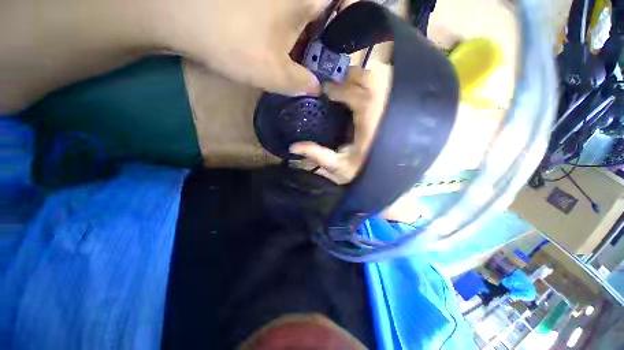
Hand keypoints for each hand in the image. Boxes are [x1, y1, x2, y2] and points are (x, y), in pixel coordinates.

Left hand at [150, 0, 337, 95]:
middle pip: (323, 14)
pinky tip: (282, 52)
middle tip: (320, 68)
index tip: (341, 51)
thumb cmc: (234, 40)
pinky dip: (288, 35)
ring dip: (305, 41)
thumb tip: (316, 89)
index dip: (349, 26)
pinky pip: (285, 17)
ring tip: (301, 65)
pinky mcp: (261, 4)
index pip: (345, 5)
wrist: (177, 13)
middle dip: (324, 42)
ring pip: (303, 16)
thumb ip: (300, 84)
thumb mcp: (274, 73)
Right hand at [289, 63, 391, 183]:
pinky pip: (382, 84)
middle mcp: (382, 105)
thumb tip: (294, 146)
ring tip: (343, 89)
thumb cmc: (364, 170)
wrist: (387, 173)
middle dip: (345, 78)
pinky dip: (368, 84)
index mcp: (368, 118)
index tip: (322, 91)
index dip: (335, 88)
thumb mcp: (339, 166)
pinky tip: (358, 93)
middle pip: (365, 77)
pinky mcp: (393, 106)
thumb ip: (318, 155)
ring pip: (375, 77)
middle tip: (332, 88)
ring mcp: (390, 103)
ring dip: (356, 79)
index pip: (352, 91)